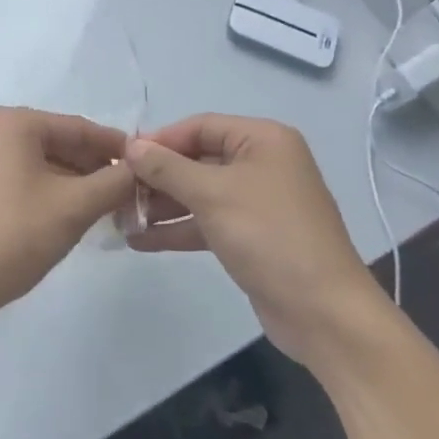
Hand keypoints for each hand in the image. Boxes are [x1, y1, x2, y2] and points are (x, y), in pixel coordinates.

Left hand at [0, 107, 133, 338]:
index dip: (117, 147)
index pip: (78, 127)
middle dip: (95, 167)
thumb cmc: (12, 237)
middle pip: (58, 143)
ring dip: (75, 183)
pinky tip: (72, 216)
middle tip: (133, 192)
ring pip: (41, 163)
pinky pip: (21, 179)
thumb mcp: (73, 208)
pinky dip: (49, 193)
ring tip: (110, 207)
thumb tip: (141, 169)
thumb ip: (114, 182)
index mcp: (12, 122)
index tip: (150, 166)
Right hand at [125, 114, 387, 360]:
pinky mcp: (250, 237)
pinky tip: (140, 240)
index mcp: (263, 140)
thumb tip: (131, 146)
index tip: (121, 158)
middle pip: (197, 160)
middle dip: (157, 177)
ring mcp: (257, 203)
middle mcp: (262, 164)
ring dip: (161, 205)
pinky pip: (206, 222)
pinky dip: (177, 229)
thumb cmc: (269, 236)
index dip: (160, 140)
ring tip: (120, 219)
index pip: (200, 126)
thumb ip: (167, 168)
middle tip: (116, 192)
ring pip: (199, 193)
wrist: (323, 312)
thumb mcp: (212, 194)